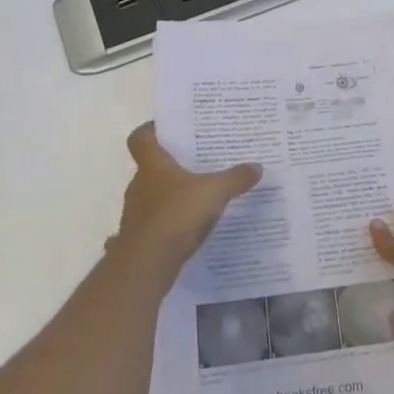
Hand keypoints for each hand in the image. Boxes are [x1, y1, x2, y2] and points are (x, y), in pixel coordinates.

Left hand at [114, 123, 260, 279]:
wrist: (146, 265)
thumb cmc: (176, 216)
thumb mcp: (214, 192)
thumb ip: (235, 178)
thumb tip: (257, 166)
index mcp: (152, 165)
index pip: (141, 138)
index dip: (151, 129)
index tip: (168, 128)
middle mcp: (139, 185)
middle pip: (151, 167)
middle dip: (172, 164)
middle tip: (197, 161)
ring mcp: (136, 213)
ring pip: (153, 196)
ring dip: (171, 195)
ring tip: (198, 195)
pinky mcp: (139, 238)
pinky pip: (156, 223)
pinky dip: (169, 223)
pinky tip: (188, 229)